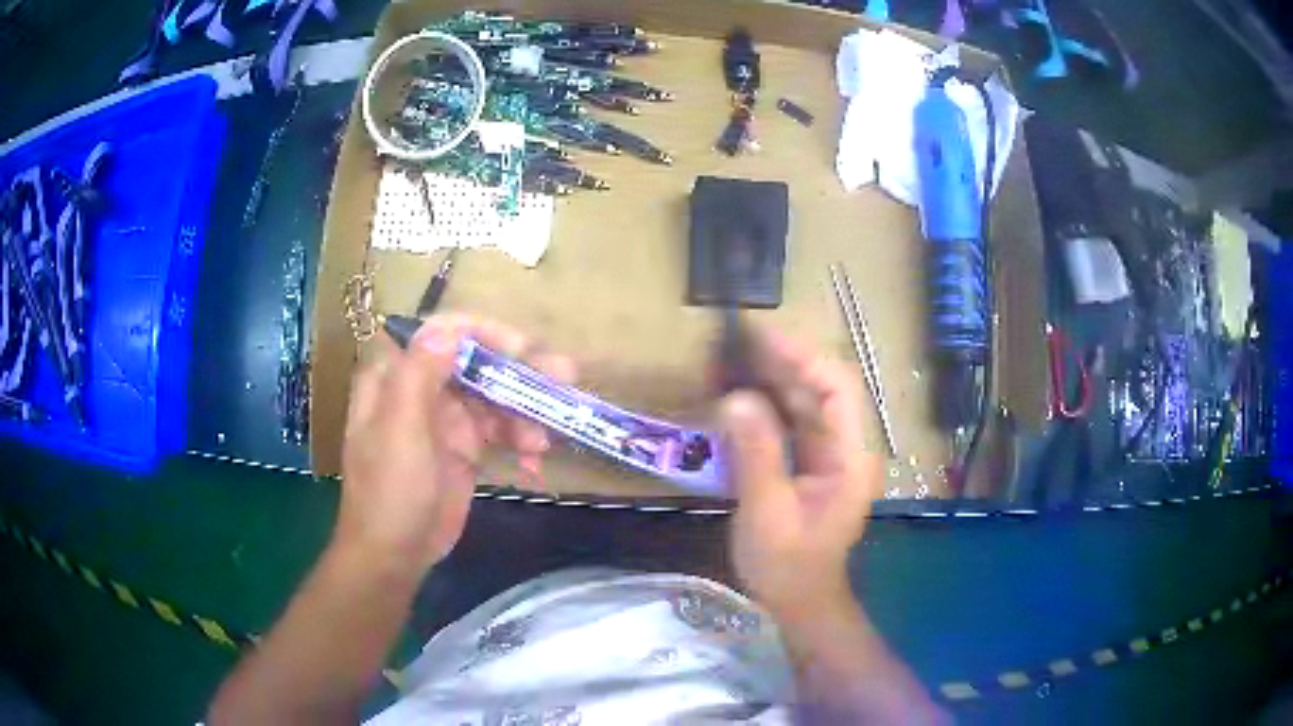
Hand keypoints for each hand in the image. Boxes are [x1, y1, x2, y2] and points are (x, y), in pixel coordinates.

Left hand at [336, 314, 574, 570]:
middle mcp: (422, 389)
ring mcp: (445, 419)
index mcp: (397, 376)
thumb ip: (419, 376)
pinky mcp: (464, 448)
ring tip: (544, 440)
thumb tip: (446, 328)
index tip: (524, 350)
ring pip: (493, 396)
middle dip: (518, 370)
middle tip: (564, 377)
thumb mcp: (401, 431)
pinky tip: (535, 463)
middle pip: (476, 361)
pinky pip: (499, 430)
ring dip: (524, 412)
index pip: (443, 332)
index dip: (485, 333)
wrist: (394, 555)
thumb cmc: (390, 492)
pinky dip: (520, 441)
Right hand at [717, 328, 881, 622]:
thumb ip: (756, 453)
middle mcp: (845, 448)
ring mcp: (829, 455)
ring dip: (770, 381)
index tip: (760, 339)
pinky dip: (764, 406)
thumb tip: (736, 397)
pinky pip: (790, 423)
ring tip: (729, 363)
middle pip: (819, 390)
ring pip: (803, 403)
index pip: (837, 389)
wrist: (798, 601)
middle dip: (780, 364)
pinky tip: (736, 396)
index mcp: (849, 459)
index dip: (802, 358)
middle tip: (733, 346)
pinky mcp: (810, 464)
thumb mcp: (767, 512)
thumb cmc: (787, 566)